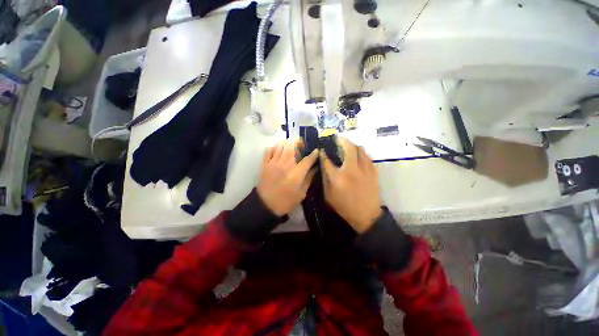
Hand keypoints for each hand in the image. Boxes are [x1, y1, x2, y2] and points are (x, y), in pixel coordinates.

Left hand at [257, 140, 318, 215]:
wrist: (266, 205)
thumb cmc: (286, 201)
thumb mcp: (301, 193)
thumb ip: (309, 179)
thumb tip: (315, 168)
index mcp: (296, 174)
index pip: (307, 160)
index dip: (313, 154)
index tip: (317, 150)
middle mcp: (286, 165)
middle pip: (293, 148)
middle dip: (298, 143)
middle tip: (301, 144)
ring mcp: (274, 163)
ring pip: (281, 146)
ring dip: (286, 144)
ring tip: (290, 145)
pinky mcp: (265, 164)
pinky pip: (269, 150)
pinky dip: (273, 147)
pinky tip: (277, 150)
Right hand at [321, 138, 381, 232]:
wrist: (366, 215)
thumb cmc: (344, 207)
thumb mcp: (328, 196)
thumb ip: (325, 179)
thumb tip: (323, 166)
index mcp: (338, 178)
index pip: (328, 160)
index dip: (323, 153)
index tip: (322, 149)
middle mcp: (352, 170)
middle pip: (349, 148)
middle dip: (342, 140)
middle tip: (338, 139)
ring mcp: (365, 170)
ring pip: (361, 150)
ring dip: (353, 145)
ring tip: (348, 146)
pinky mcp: (373, 172)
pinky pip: (368, 157)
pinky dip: (362, 153)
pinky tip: (358, 156)